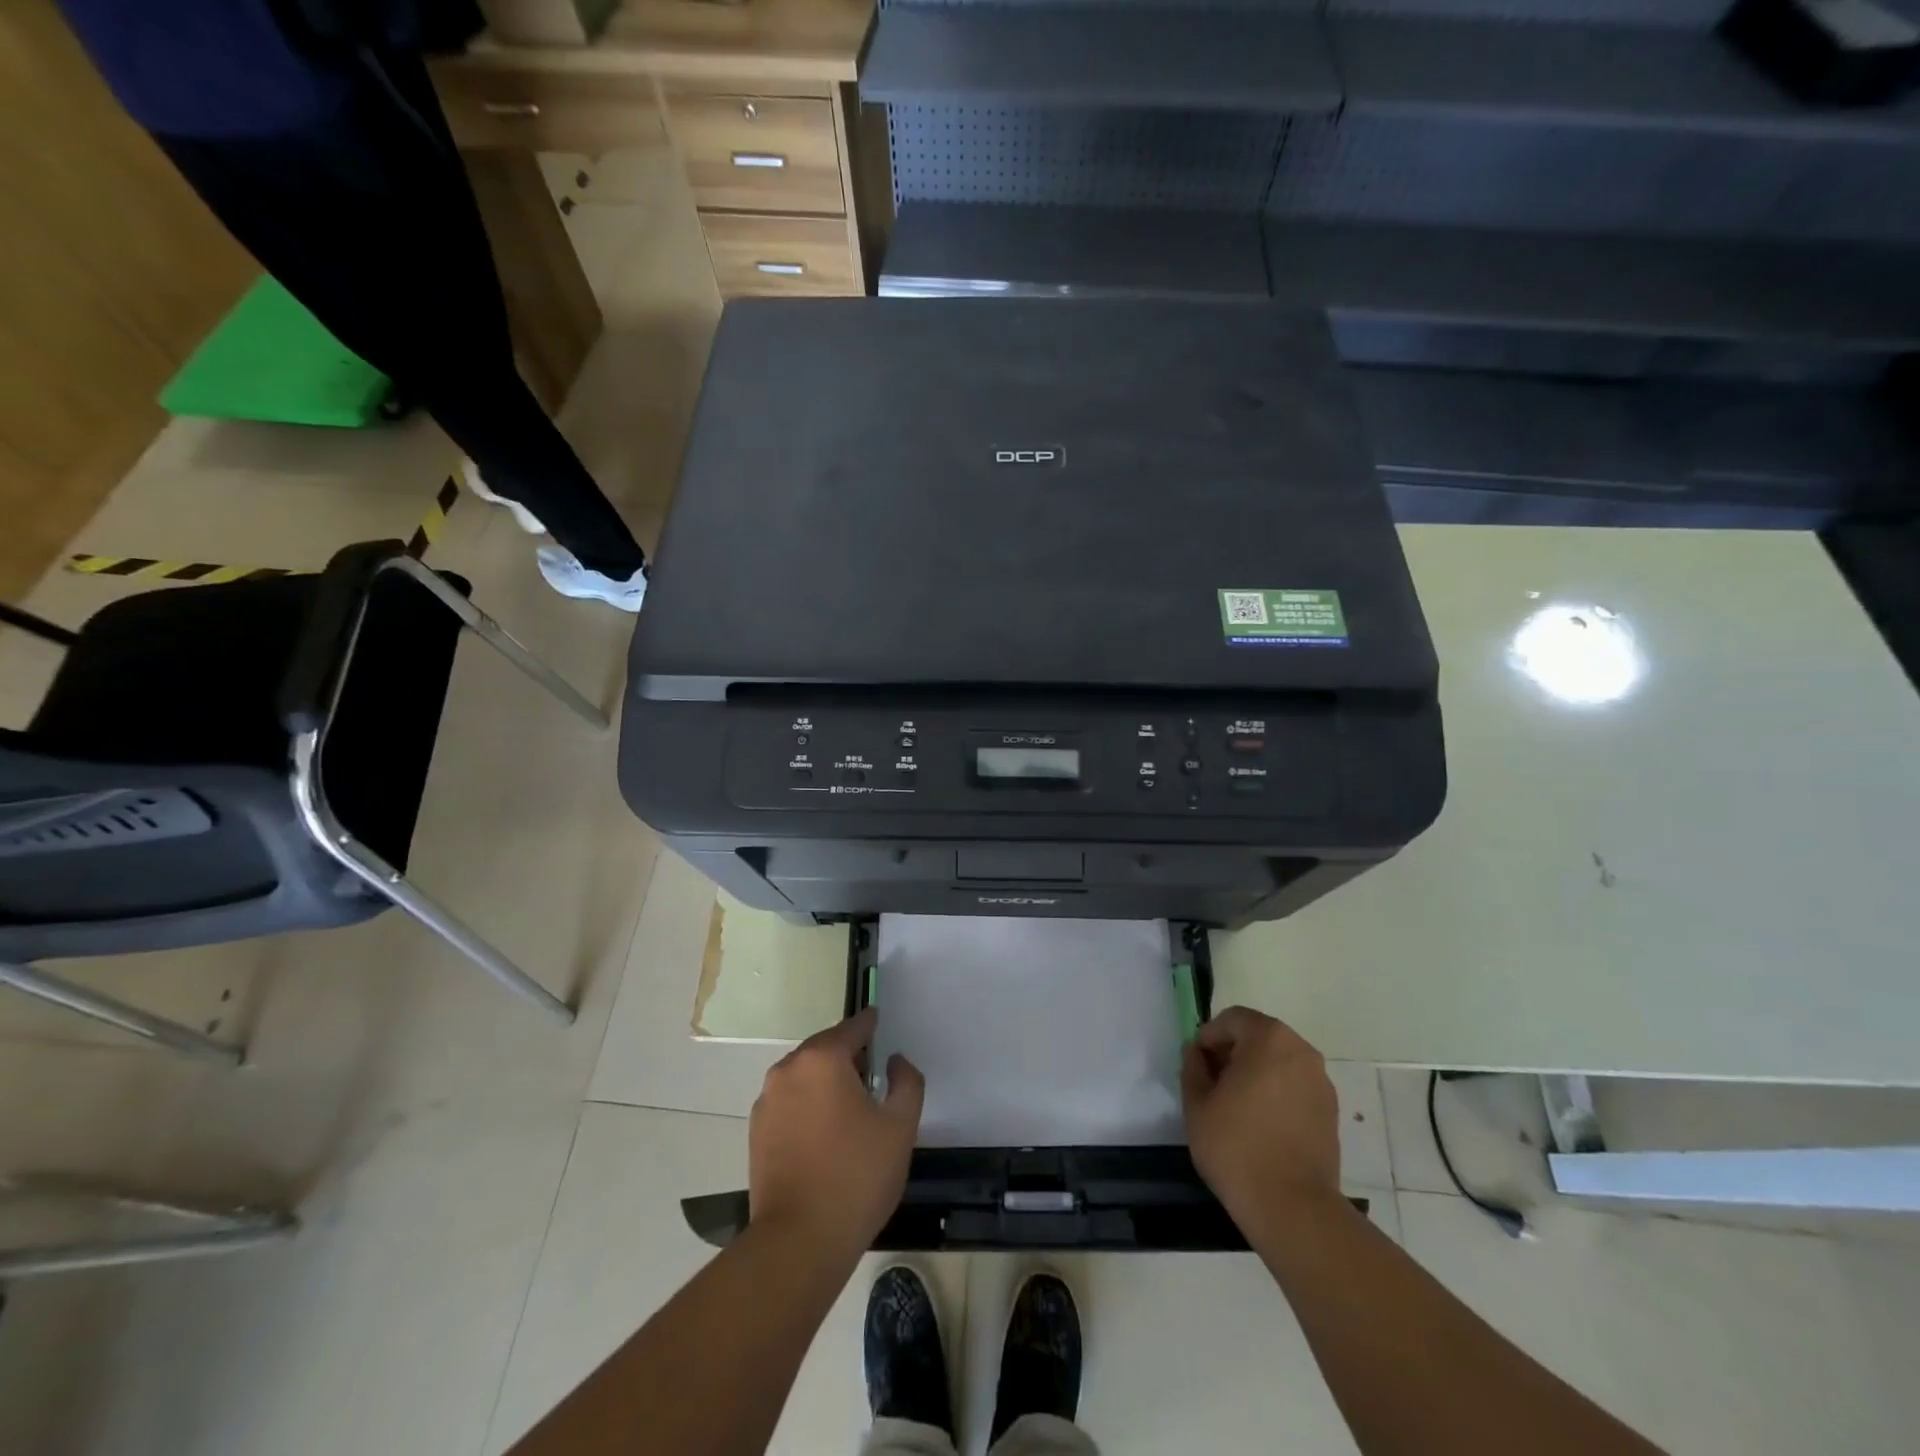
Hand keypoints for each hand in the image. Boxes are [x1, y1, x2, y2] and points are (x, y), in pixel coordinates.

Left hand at [749, 1007, 924, 1254]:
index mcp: (822, 1059)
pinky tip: (825, 1132)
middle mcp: (789, 1069)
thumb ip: (906, 1082)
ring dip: (826, 1081)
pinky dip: (808, 1104)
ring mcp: (767, 1101)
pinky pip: (790, 1102)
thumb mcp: (900, 1126)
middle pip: (825, 1049)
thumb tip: (894, 1062)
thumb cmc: (856, 1176)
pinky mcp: (756, 1132)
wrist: (798, 1241)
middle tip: (872, 1073)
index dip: (870, 1024)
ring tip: (850, 1106)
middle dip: (848, 1055)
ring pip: (805, 1075)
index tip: (879, 1021)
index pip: (852, 1028)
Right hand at [1181, 1006, 1341, 1231]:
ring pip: (1278, 1063)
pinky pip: (1295, 1087)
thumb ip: (1193, 1067)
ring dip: (1255, 1073)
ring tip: (1237, 1108)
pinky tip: (1261, 1126)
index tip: (1197, 1066)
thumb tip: (1197, 1053)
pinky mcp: (1331, 1112)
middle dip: (1233, 1054)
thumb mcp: (1197, 1103)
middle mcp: (1301, 1051)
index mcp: (1269, 1039)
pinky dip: (1276, 1094)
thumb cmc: (1237, 1147)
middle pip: (1258, 1037)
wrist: (1293, 1208)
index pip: (1232, 1019)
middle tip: (1213, 1085)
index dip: (1209, 1038)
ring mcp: (1321, 1083)